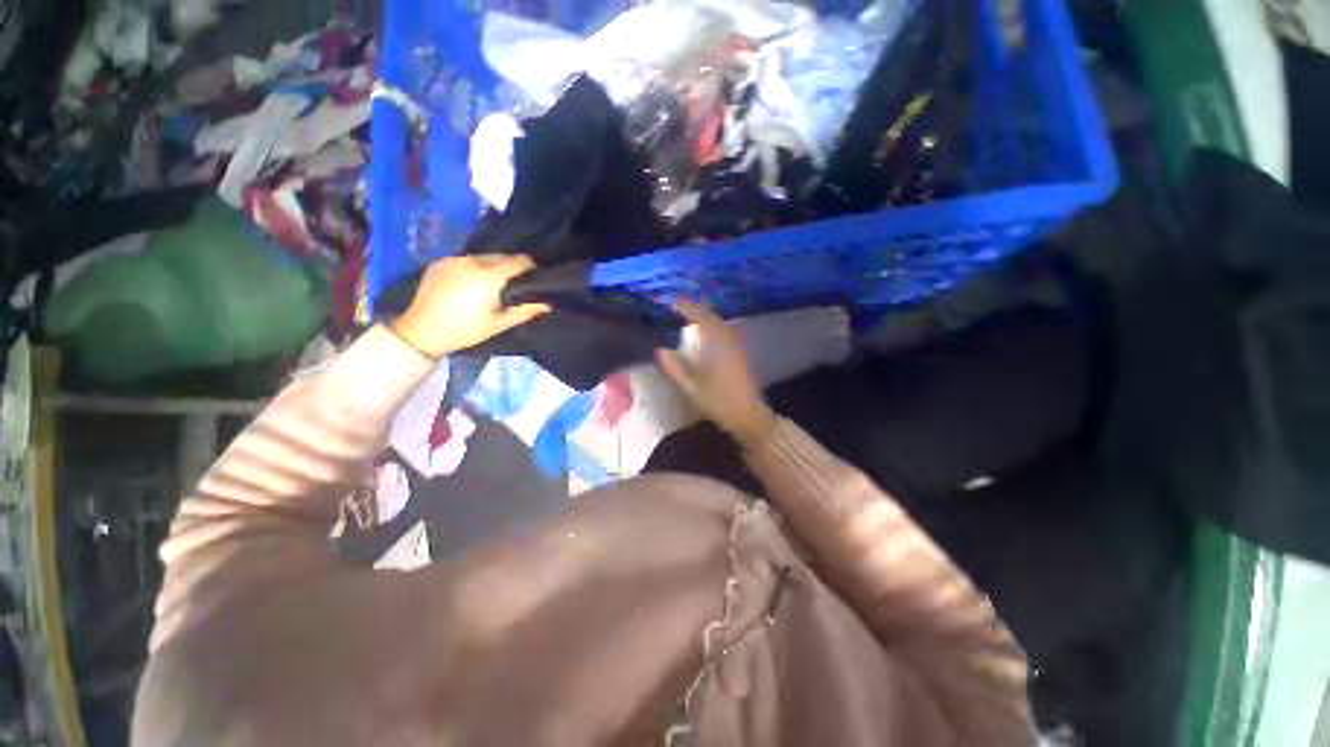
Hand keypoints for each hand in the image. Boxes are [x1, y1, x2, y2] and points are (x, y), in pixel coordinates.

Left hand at [390, 255, 550, 357]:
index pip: (518, 261)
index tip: (537, 272)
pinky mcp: (440, 263)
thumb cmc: (467, 330)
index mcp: (489, 275)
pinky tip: (474, 280)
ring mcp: (453, 260)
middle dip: (512, 264)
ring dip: (493, 265)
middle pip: (500, 256)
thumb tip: (547, 304)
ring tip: (496, 279)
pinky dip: (474, 266)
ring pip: (482, 257)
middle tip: (518, 278)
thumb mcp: (500, 324)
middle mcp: (472, 261)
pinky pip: (464, 260)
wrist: (422, 331)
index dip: (530, 265)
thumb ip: (526, 311)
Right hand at [657, 300, 776, 446]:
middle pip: (711, 316)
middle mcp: (729, 339)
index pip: (701, 316)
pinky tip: (704, 336)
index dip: (686, 306)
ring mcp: (737, 345)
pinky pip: (725, 331)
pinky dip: (713, 328)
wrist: (749, 416)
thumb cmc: (720, 403)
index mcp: (716, 344)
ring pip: (720, 323)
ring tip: (687, 320)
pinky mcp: (741, 353)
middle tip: (676, 310)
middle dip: (694, 310)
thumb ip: (675, 369)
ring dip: (704, 318)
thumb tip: (660, 350)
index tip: (671, 302)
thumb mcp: (692, 389)